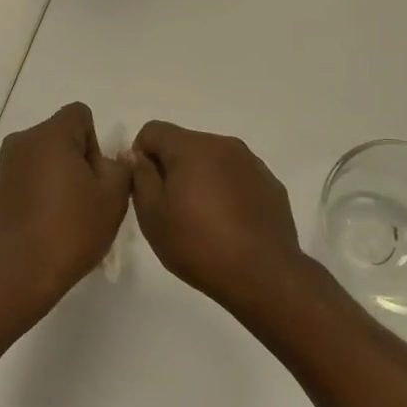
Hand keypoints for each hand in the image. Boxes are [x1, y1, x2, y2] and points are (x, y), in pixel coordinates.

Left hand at [0, 103, 131, 319]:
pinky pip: (21, 181)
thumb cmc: (70, 232)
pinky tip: (41, 229)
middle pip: (58, 137)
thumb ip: (120, 167)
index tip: (96, 177)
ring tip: (63, 219)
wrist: (14, 276)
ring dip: (54, 179)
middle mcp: (21, 142)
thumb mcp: (113, 199)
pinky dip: (34, 195)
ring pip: (39, 160)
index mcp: (50, 135)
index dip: (95, 141)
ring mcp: (1, 167)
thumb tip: (110, 158)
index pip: (79, 115)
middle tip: (86, 201)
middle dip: (76, 161)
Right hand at [130, 121, 310, 316]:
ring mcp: (251, 162)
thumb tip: (136, 155)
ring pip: (212, 159)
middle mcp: (223, 144)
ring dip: (200, 178)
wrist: (263, 275)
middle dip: (172, 167)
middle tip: (170, 208)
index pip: (153, 130)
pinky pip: (237, 176)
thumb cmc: (198, 245)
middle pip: (184, 143)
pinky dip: (226, 190)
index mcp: (191, 147)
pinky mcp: (270, 183)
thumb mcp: (152, 216)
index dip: (140, 155)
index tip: (144, 188)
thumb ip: (140, 177)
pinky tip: (228, 224)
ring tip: (201, 219)